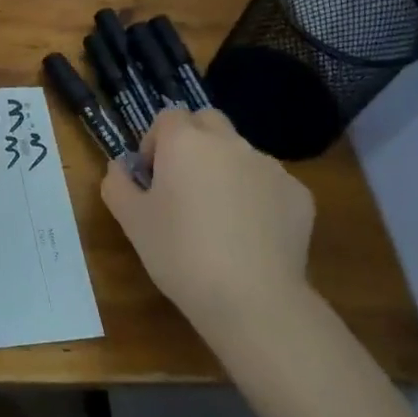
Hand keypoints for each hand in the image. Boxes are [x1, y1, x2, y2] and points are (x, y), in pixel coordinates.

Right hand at [101, 108, 316, 343]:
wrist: (252, 299)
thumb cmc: (180, 254)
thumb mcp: (131, 221)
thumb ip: (118, 183)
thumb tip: (120, 166)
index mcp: (185, 142)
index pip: (168, 117)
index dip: (156, 141)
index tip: (153, 177)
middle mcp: (229, 143)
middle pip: (208, 121)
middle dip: (194, 141)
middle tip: (184, 184)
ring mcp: (269, 166)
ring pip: (241, 152)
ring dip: (226, 169)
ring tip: (220, 216)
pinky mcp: (299, 194)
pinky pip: (270, 183)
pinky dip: (258, 196)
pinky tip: (251, 235)